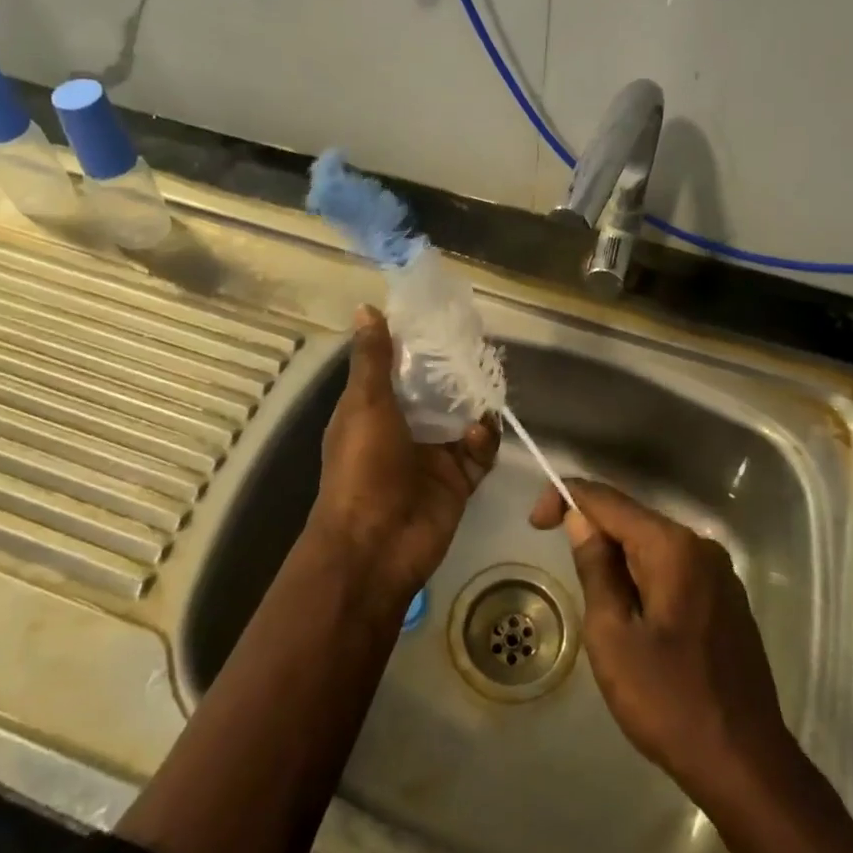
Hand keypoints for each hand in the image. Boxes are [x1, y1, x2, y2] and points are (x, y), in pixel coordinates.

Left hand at [309, 306, 498, 603]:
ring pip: (463, 419)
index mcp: (375, 410)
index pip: (400, 369)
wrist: (376, 545)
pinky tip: (480, 434)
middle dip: (456, 373)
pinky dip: (484, 440)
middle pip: (437, 392)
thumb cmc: (363, 468)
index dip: (419, 346)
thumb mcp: (365, 405)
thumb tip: (366, 307)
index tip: (443, 319)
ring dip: (476, 404)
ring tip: (489, 383)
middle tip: (480, 347)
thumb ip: (373, 359)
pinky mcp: (459, 480)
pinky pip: (480, 452)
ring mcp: (433, 456)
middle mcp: (405, 429)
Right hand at [531, 478, 795, 805]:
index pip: (608, 500)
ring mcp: (719, 573)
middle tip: (555, 558)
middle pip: (632, 519)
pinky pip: (673, 568)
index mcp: (673, 547)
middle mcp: (700, 546)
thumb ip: (595, 569)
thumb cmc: (668, 701)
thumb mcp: (612, 636)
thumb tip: (580, 519)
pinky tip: (630, 611)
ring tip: (592, 596)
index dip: (566, 498)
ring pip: (652, 545)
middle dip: (591, 530)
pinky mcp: (725, 599)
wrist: (744, 763)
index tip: (534, 523)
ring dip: (616, 557)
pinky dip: (642, 575)